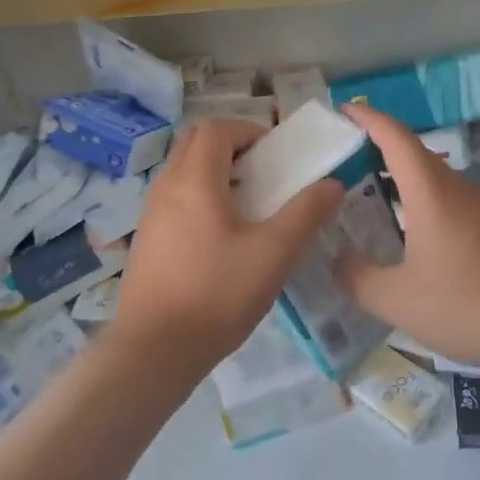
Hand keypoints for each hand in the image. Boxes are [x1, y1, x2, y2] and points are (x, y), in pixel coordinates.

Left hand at [113, 119, 342, 371]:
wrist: (154, 351)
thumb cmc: (217, 294)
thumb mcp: (273, 254)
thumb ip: (306, 214)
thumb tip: (333, 184)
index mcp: (194, 180)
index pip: (217, 129)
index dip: (248, 131)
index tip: (276, 155)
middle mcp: (166, 187)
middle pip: (195, 142)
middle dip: (231, 146)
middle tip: (262, 174)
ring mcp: (151, 214)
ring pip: (183, 171)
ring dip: (214, 172)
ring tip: (247, 206)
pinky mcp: (147, 240)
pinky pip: (174, 199)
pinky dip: (199, 197)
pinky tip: (221, 238)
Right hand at [338, 104, 479, 375]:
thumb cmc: (468, 305)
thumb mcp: (398, 300)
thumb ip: (358, 277)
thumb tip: (338, 259)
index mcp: (430, 192)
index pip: (394, 136)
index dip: (367, 118)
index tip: (342, 111)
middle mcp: (457, 187)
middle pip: (413, 152)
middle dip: (377, 149)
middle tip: (342, 162)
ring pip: (432, 177)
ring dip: (400, 178)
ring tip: (367, 196)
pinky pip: (448, 198)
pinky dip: (420, 200)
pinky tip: (409, 232)